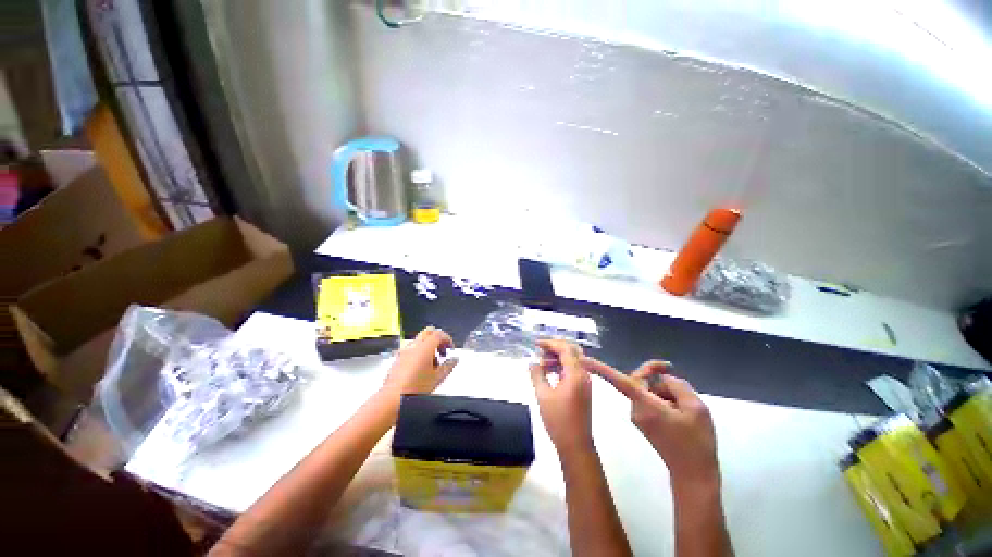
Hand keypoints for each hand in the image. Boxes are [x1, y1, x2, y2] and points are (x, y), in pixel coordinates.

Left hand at [382, 327, 457, 395]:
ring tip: (433, 363)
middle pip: (428, 332)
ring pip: (419, 340)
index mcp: (425, 347)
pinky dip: (418, 353)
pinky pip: (411, 349)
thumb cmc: (414, 389)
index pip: (439, 334)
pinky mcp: (397, 359)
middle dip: (438, 339)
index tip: (451, 348)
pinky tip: (421, 368)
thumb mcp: (438, 378)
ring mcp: (403, 351)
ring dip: (428, 347)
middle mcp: (413, 346)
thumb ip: (449, 366)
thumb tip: (454, 360)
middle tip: (443, 351)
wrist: (392, 399)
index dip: (448, 339)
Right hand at [529, 340, 593, 453]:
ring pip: (573, 360)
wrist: (576, 445)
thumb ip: (537, 375)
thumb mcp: (543, 396)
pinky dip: (561, 367)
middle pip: (571, 351)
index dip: (550, 343)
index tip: (536, 344)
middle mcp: (584, 374)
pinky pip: (573, 370)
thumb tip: (532, 363)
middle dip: (555, 348)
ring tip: (541, 363)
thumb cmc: (558, 420)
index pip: (565, 349)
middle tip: (540, 351)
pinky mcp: (583, 389)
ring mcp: (585, 382)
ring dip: (557, 357)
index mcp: (576, 374)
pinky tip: (549, 372)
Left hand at [584, 358, 718, 487]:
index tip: (582, 359)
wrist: (693, 474)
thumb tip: (662, 379)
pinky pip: (647, 400)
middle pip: (638, 381)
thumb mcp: (696, 408)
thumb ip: (676, 385)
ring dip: (662, 390)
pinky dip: (661, 399)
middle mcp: (634, 409)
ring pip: (645, 390)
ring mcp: (636, 416)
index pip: (619, 381)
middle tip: (670, 369)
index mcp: (644, 404)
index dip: (600, 369)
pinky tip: (678, 410)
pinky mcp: (641, 421)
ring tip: (684, 404)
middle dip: (654, 375)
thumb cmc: (696, 441)